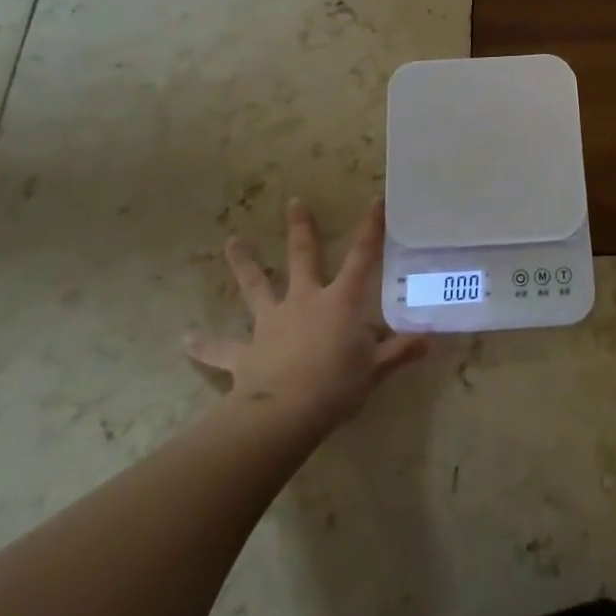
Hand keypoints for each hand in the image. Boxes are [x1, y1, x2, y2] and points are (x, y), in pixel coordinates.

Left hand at [185, 197, 426, 433]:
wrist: (283, 415)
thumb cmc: (336, 386)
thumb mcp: (375, 370)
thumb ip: (399, 352)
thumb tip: (430, 339)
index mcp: (339, 302)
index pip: (362, 258)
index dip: (371, 229)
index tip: (375, 201)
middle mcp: (304, 301)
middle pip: (302, 257)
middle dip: (300, 229)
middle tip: (293, 202)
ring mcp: (270, 322)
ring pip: (255, 286)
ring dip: (244, 264)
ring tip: (231, 242)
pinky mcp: (244, 352)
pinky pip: (220, 348)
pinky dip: (203, 345)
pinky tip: (185, 340)